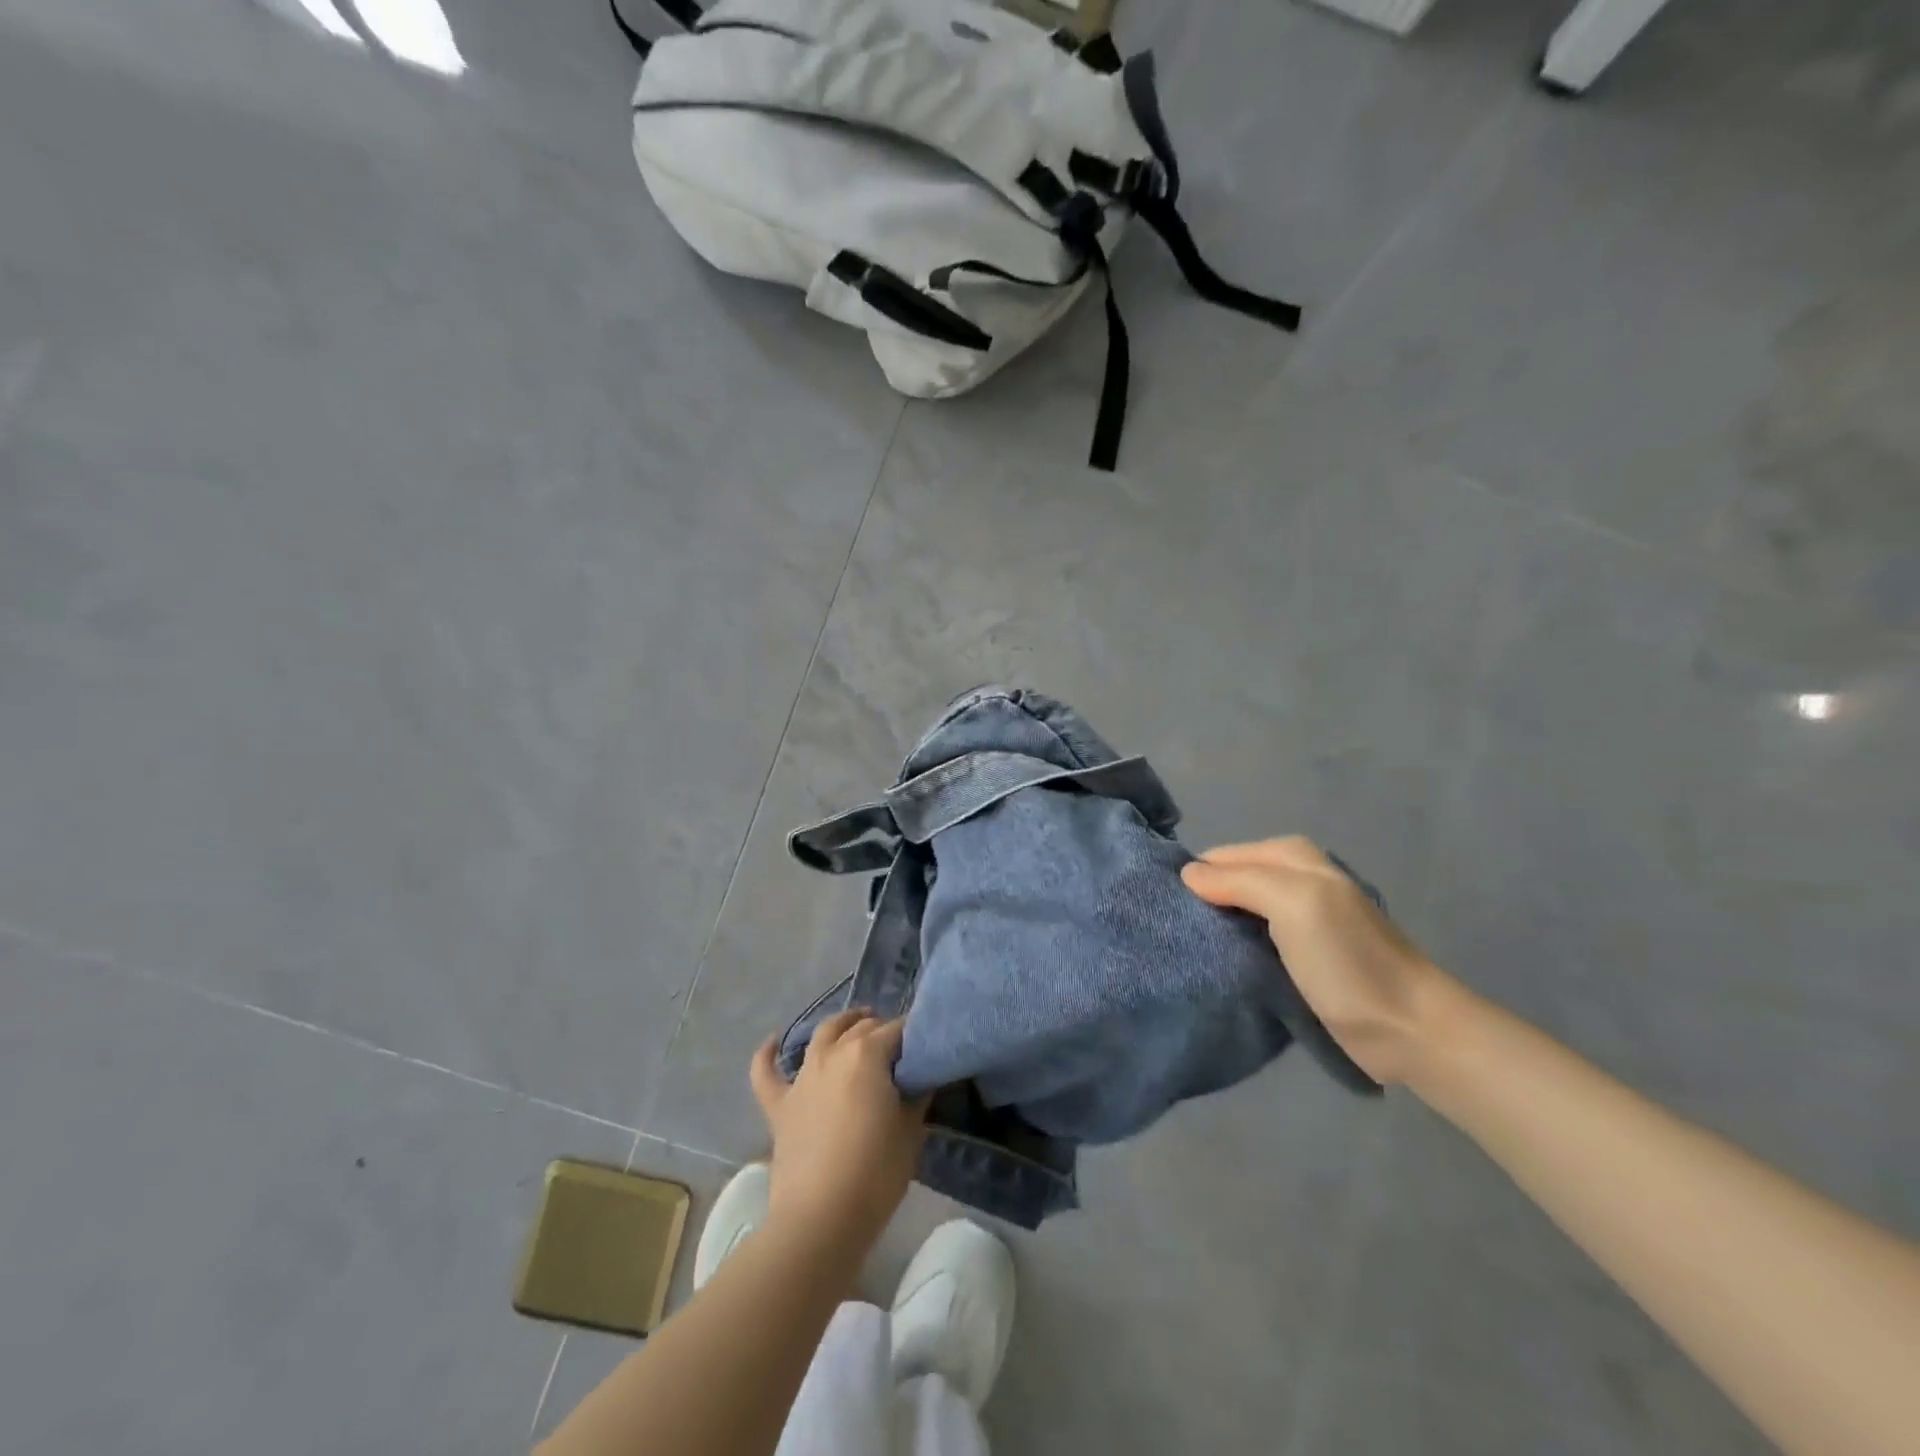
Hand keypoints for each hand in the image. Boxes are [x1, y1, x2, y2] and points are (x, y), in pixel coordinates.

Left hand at [749, 1011, 928, 1271]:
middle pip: (862, 1029)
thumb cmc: (876, 1173)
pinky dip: (767, 1055)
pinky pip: (766, 1072)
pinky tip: (772, 1042)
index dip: (913, 1036)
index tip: (925, 1047)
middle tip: (899, 1048)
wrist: (820, 1219)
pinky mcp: (779, 1105)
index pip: (897, 1031)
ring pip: (822, 1036)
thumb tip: (918, 1077)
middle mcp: (833, 1054)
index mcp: (867, 1055)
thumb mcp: (911, 1132)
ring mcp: (802, 1077)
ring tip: (855, 1024)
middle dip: (882, 1030)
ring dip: (840, 1025)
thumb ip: (915, 1095)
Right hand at [1182, 836, 1463, 1084]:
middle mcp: (1294, 879)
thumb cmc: (1347, 961)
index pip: (1220, 857)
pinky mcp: (1299, 956)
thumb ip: (1239, 880)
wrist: (1408, 1029)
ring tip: (1184, 951)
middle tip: (1171, 933)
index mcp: (1291, 857)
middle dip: (1202, 902)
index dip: (1195, 879)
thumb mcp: (1294, 904)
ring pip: (1238, 912)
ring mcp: (1298, 919)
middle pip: (1229, 882)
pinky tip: (1217, 966)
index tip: (1166, 910)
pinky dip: (1233, 950)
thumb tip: (1187, 874)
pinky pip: (1252, 941)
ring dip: (1215, 928)